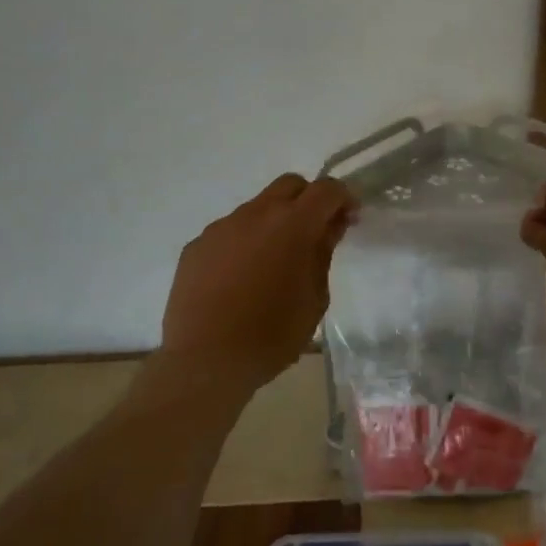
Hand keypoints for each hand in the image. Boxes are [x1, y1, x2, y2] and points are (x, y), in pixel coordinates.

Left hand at [162, 174, 354, 387]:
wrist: (205, 361)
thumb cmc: (272, 335)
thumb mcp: (315, 299)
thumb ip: (323, 254)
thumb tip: (330, 226)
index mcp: (292, 225)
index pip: (326, 189)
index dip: (343, 198)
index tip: (349, 219)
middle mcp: (255, 214)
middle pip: (289, 185)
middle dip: (309, 200)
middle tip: (315, 233)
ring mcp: (221, 227)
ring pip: (257, 208)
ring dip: (274, 223)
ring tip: (273, 264)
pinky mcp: (197, 245)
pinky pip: (229, 232)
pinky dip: (244, 243)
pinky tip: (241, 279)